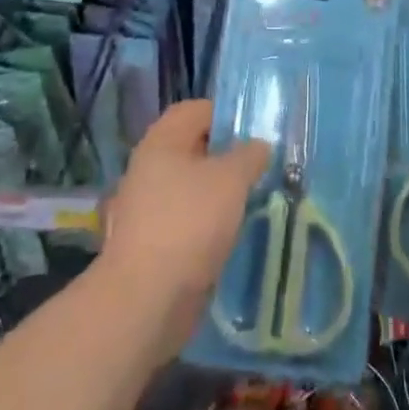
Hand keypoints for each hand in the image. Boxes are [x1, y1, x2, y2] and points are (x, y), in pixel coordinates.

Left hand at [99, 100, 268, 358]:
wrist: (146, 299)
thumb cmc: (189, 222)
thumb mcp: (231, 178)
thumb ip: (249, 155)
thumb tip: (258, 146)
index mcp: (162, 142)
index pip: (195, 110)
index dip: (226, 113)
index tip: (257, 129)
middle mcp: (149, 169)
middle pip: (194, 149)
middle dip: (228, 155)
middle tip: (263, 164)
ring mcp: (148, 208)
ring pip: (193, 187)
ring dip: (221, 192)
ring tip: (256, 198)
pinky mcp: (153, 243)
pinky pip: (188, 220)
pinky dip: (210, 223)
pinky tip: (235, 232)